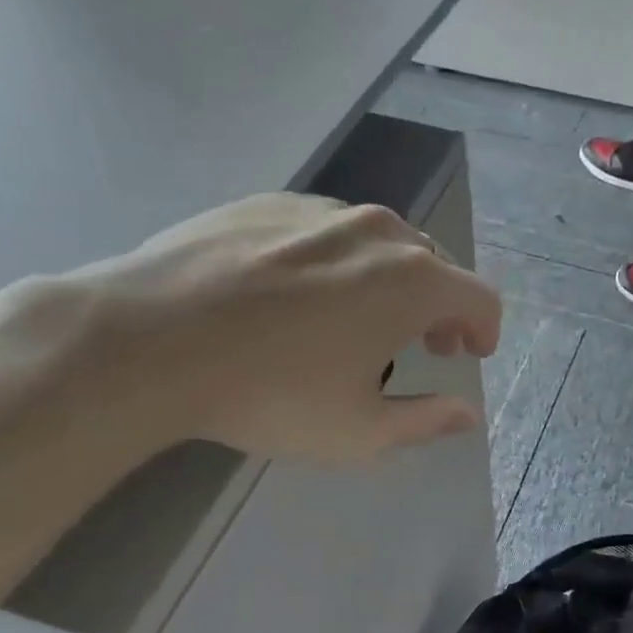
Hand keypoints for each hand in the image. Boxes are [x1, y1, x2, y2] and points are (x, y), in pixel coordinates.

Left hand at [73, 194, 500, 461]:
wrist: (147, 340)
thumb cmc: (270, 393)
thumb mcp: (358, 430)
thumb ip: (425, 421)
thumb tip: (467, 415)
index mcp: (414, 282)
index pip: (480, 299)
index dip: (484, 330)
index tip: (470, 354)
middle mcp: (379, 232)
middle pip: (435, 265)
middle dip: (440, 307)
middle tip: (422, 343)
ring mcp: (322, 210)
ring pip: (381, 242)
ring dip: (391, 280)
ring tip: (359, 317)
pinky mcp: (269, 203)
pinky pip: (327, 230)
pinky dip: (337, 260)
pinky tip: (298, 294)